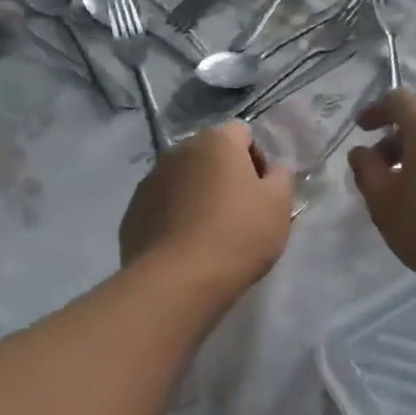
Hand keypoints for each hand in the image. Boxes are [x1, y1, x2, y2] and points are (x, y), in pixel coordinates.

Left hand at [119, 122, 293, 295]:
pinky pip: (163, 204)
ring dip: (198, 194)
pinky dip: (175, 215)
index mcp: (217, 141)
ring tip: (209, 233)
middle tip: (239, 213)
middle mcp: (179, 150)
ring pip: (184, 179)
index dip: (256, 159)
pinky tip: (185, 245)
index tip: (261, 192)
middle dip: (225, 176)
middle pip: (210, 155)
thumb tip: (271, 170)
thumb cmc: (237, 236)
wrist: (176, 281)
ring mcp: (151, 178)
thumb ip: (281, 177)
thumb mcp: (279, 205)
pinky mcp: (134, 208)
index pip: (242, 133)